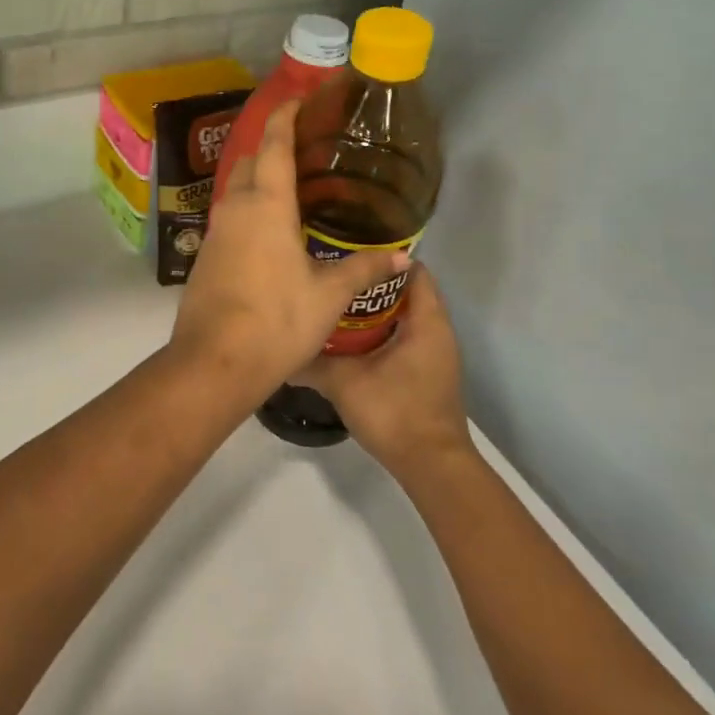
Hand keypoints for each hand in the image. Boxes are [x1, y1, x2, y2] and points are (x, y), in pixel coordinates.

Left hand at [170, 101, 407, 402]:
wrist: (214, 361)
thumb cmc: (276, 321)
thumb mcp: (328, 295)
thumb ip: (362, 268)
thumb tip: (401, 256)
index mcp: (266, 205)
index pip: (274, 144)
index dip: (286, 115)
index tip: (300, 98)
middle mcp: (235, 208)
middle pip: (250, 161)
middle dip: (272, 145)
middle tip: (305, 147)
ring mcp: (214, 231)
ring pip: (236, 189)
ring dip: (258, 178)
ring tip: (293, 186)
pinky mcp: (206, 255)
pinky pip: (229, 216)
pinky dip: (249, 207)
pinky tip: (271, 228)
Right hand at [289, 266, 472, 481]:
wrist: (430, 465)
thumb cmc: (395, 412)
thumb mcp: (345, 382)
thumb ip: (312, 362)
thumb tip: (278, 349)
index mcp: (426, 321)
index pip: (413, 270)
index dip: (383, 256)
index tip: (348, 249)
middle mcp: (436, 331)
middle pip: (405, 291)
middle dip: (370, 282)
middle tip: (331, 275)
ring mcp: (433, 353)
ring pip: (403, 316)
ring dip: (373, 309)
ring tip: (333, 301)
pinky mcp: (426, 372)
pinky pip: (403, 337)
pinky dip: (379, 331)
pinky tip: (346, 338)